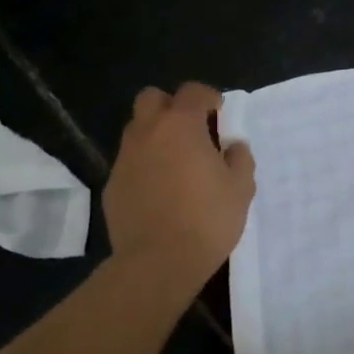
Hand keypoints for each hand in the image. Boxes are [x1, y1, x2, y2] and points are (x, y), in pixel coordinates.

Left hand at [104, 83, 255, 287]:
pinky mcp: (112, 185)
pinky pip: (130, 162)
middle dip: (172, 106)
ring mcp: (125, 159)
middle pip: (152, 98)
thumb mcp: (241, 188)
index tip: (219, 113)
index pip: (191, 91)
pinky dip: (144, 165)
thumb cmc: (207, 219)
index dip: (207, 97)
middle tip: (192, 130)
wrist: (158, 262)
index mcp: (181, 126)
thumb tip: (233, 146)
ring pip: (137, 130)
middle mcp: (147, 133)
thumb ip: (240, 158)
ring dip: (156, 135)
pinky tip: (160, 191)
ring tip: (176, 162)